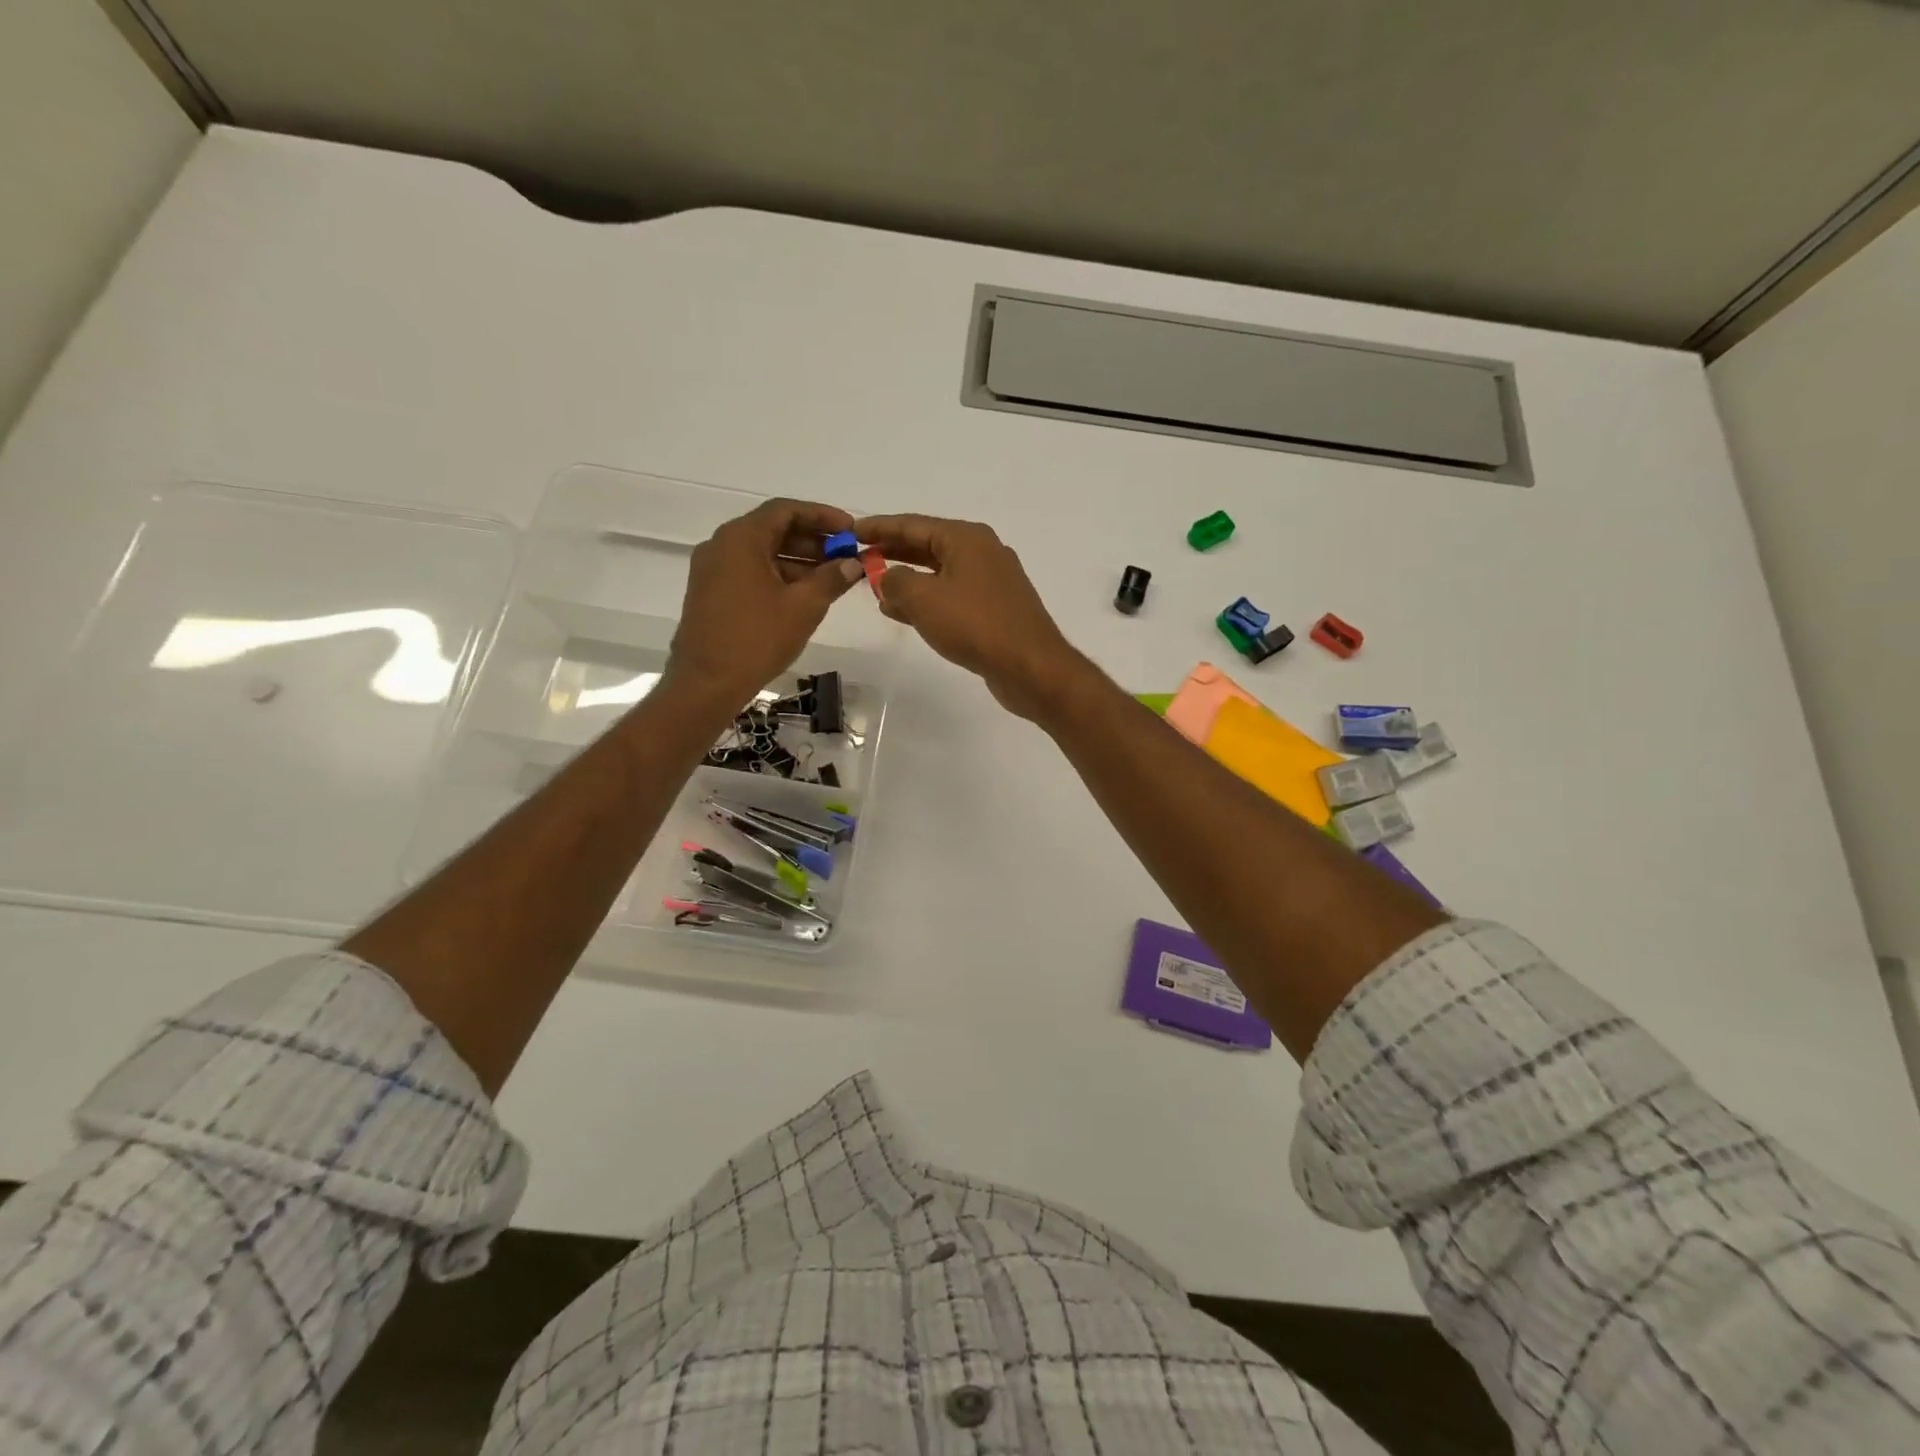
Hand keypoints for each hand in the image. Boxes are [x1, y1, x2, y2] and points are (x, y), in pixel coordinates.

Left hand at [664, 499, 862, 711]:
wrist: (706, 683)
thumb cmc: (757, 639)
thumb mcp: (803, 607)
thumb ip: (831, 579)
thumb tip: (853, 563)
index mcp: (741, 538)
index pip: (786, 510)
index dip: (822, 516)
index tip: (850, 530)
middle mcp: (721, 545)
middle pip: (773, 529)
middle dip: (813, 540)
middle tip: (846, 555)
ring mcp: (712, 569)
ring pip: (762, 553)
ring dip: (798, 560)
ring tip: (832, 578)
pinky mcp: (710, 592)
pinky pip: (750, 571)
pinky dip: (778, 576)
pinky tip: (804, 594)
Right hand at [853, 513, 1081, 720]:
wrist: (1030, 666)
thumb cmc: (975, 624)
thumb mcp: (923, 599)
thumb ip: (895, 582)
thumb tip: (886, 577)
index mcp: (966, 538)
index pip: (914, 524)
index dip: (880, 527)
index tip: (853, 531)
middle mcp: (982, 552)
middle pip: (928, 546)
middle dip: (893, 553)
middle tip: (860, 560)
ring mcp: (992, 582)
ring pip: (940, 574)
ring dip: (908, 581)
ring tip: (876, 591)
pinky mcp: (995, 609)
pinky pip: (952, 596)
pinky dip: (927, 600)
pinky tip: (905, 614)